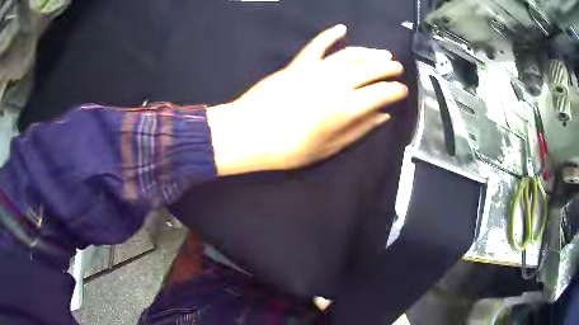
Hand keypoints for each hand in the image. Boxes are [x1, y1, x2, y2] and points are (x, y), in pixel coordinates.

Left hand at [207, 24, 407, 175]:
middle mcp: (335, 83)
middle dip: (388, 67)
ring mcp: (315, 69)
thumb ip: (359, 129)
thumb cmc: (289, 148)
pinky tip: (342, 29)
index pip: (380, 93)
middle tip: (398, 68)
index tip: (403, 91)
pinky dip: (330, 35)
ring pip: (349, 54)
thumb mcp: (329, 148)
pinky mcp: (298, 64)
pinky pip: (317, 45)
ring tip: (383, 53)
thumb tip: (383, 116)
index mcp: (345, 107)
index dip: (395, 91)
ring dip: (369, 52)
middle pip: (369, 69)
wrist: (249, 133)